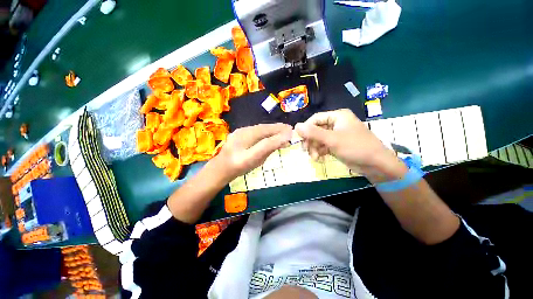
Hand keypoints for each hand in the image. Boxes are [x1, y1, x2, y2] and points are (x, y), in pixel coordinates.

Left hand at [209, 123, 291, 181]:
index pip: (268, 131)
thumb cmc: (238, 167)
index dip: (280, 130)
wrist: (221, 169)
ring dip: (272, 130)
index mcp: (247, 135)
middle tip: (289, 130)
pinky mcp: (240, 134)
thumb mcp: (254, 158)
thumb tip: (285, 137)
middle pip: (264, 128)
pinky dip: (265, 132)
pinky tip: (270, 135)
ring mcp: (241, 132)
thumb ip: (269, 146)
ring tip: (282, 132)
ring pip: (261, 129)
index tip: (292, 131)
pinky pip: (256, 131)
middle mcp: (244, 130)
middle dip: (277, 128)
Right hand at [295, 109, 406, 181]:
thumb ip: (313, 133)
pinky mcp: (337, 144)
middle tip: (306, 150)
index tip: (299, 139)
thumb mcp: (332, 139)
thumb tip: (296, 126)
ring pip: (319, 139)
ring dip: (314, 148)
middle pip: (316, 129)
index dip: (306, 128)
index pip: (315, 118)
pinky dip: (320, 151)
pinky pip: (324, 145)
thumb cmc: (355, 147)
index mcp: (337, 116)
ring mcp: (337, 134)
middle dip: (311, 141)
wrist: (376, 164)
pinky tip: (319, 158)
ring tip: (314, 157)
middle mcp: (336, 123)